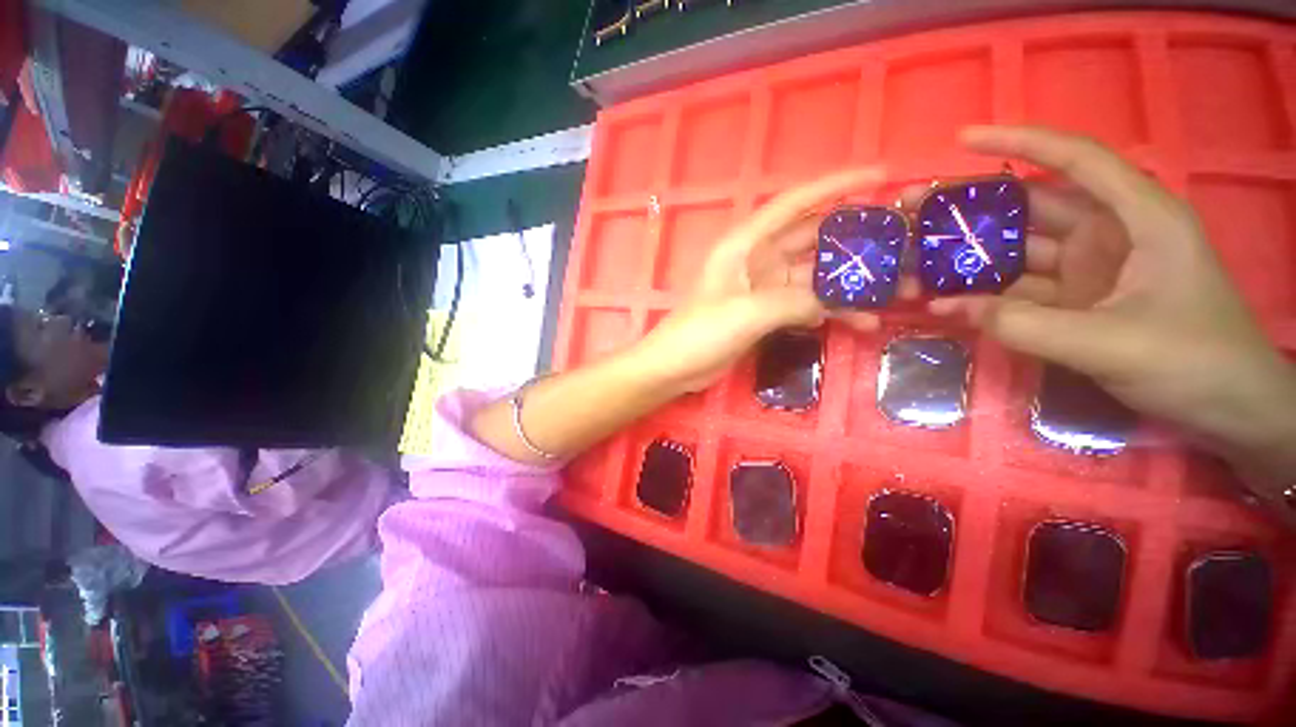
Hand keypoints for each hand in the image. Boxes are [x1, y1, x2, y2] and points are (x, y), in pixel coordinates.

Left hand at [632, 167, 884, 392]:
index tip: (881, 175)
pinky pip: (805, 304)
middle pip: (813, 239)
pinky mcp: (766, 312)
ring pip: (814, 276)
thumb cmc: (701, 332)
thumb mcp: (747, 313)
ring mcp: (763, 287)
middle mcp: (757, 258)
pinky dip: (830, 310)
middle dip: (855, 241)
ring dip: (849, 283)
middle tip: (903, 243)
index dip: (837, 184)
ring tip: (896, 291)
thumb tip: (834, 303)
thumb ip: (794, 302)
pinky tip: (860, 321)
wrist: (676, 366)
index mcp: (745, 244)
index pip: (796, 203)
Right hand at [922, 126, 1295, 503]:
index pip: (1075, 160)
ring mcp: (1088, 272)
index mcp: (1138, 217)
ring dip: (968, 257)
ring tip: (913, 257)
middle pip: (1031, 207)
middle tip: (913, 210)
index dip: (1020, 143)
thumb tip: (947, 307)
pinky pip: (1018, 291)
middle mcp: (1109, 234)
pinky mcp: (1073, 304)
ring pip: (1017, 253)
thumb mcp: (1112, 344)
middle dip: (973, 208)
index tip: (963, 140)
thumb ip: (1027, 326)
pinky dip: (982, 295)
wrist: (1228, 411)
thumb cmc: (1195, 362)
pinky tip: (943, 299)